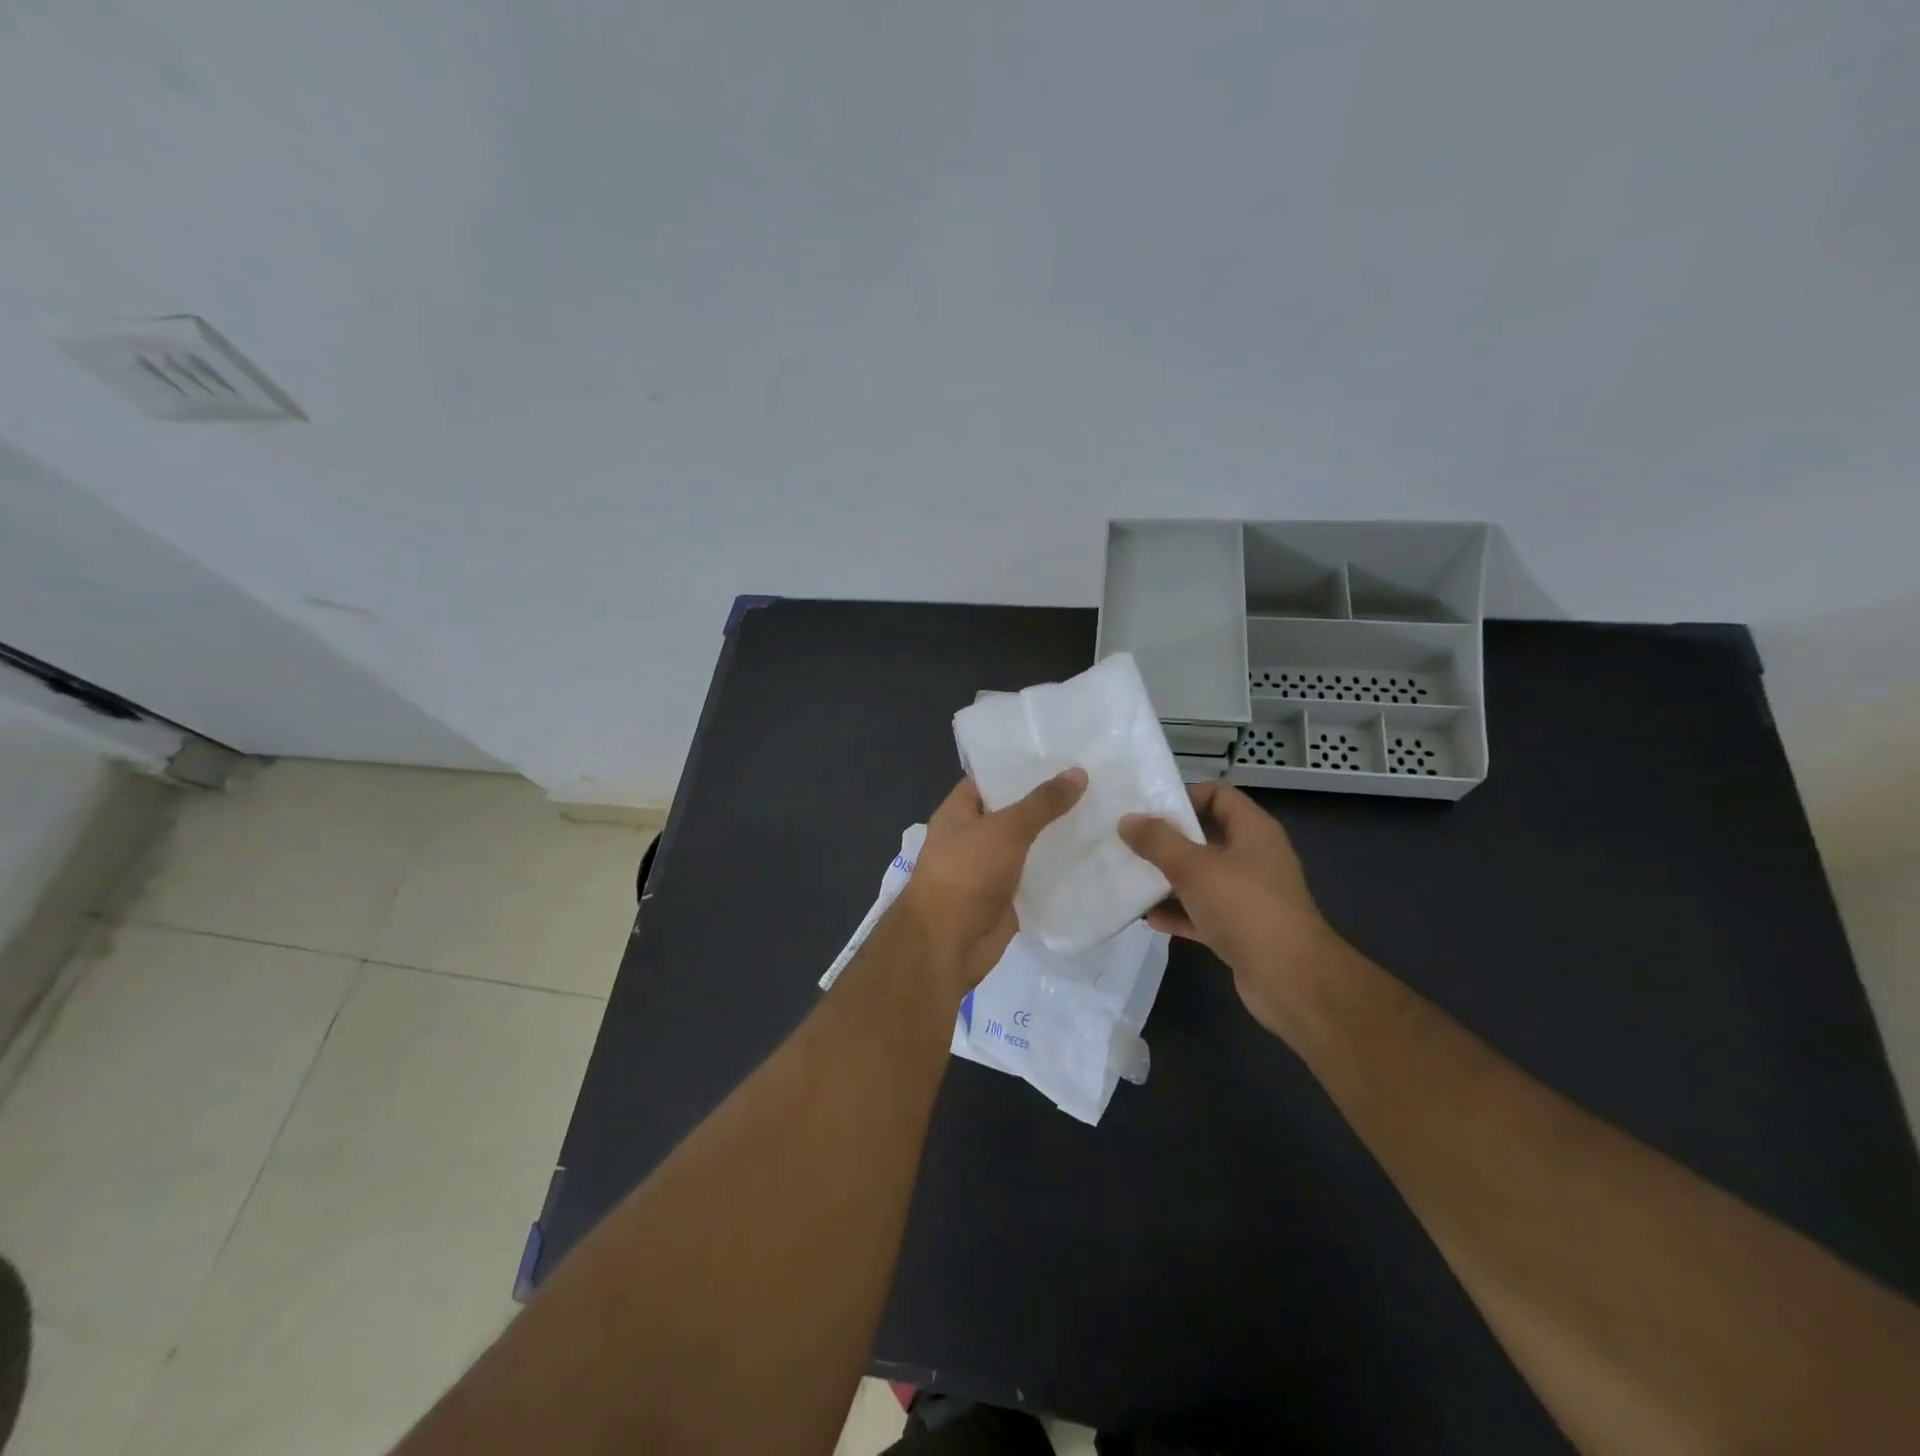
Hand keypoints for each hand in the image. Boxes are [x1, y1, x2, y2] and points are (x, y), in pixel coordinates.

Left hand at [896, 769, 1087, 996]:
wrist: (948, 943)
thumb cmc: (967, 873)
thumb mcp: (1005, 829)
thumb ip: (1042, 803)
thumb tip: (1078, 773)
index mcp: (959, 812)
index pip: (990, 778)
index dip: (1020, 766)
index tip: (1059, 754)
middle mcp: (973, 837)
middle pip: (1013, 812)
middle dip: (1047, 802)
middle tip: (1092, 781)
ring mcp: (991, 869)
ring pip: (1029, 846)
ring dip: (1057, 837)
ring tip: (1102, 814)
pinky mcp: (1008, 898)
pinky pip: (1037, 878)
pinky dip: (1059, 871)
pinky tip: (1094, 857)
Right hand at [1119, 782, 1344, 1039]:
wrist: (1291, 981)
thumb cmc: (1245, 909)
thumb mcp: (1195, 867)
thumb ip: (1158, 841)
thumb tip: (1127, 820)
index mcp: (1253, 831)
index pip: (1219, 795)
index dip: (1185, 796)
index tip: (1148, 809)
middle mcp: (1254, 858)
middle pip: (1206, 836)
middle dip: (1167, 839)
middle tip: (1129, 841)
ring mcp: (1248, 896)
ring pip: (1201, 877)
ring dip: (1168, 878)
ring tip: (1130, 877)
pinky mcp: (1240, 930)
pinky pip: (1202, 912)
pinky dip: (1178, 913)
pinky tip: (1148, 917)